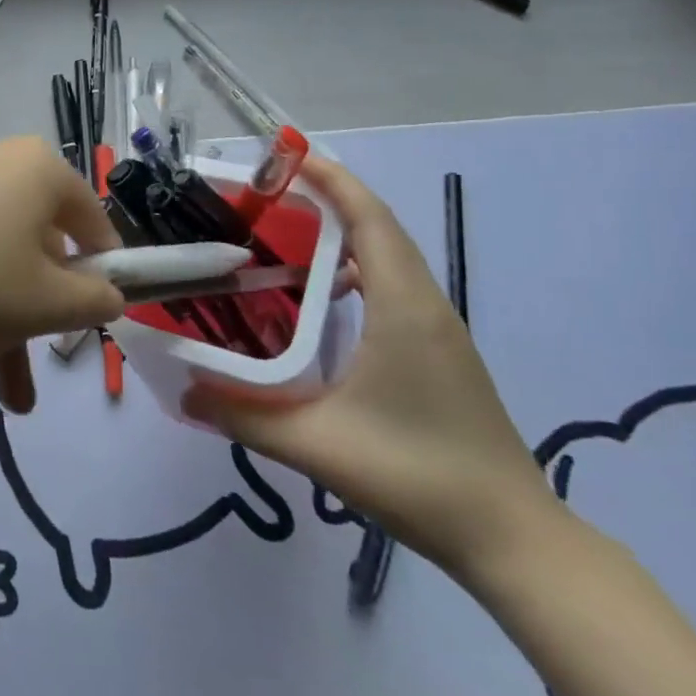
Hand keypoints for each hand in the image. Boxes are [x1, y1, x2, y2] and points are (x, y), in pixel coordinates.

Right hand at [182, 155, 560, 582]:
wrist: (513, 539)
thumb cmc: (417, 476)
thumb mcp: (317, 445)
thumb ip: (243, 416)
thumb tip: (182, 393)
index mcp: (402, 306)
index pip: (369, 218)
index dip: (330, 179)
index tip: (285, 156)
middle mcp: (425, 303)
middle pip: (378, 226)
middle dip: (326, 199)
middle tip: (266, 197)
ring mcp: (439, 328)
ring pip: (389, 255)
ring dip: (342, 234)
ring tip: (285, 237)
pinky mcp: (440, 350)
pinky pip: (395, 285)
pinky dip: (357, 269)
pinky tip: (321, 300)